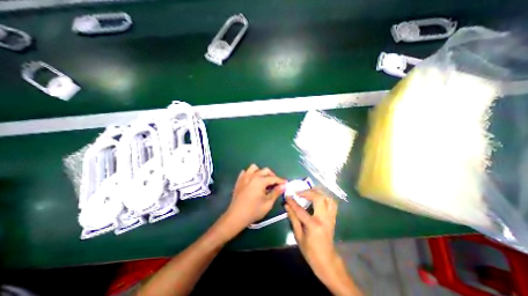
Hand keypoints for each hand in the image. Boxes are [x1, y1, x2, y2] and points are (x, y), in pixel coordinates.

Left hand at [223, 164, 287, 230]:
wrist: (236, 216)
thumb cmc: (254, 211)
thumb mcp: (268, 203)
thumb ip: (276, 192)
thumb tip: (283, 185)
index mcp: (260, 181)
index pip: (273, 178)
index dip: (281, 181)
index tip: (286, 183)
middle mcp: (252, 175)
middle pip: (265, 170)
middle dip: (272, 175)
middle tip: (275, 184)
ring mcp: (244, 177)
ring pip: (254, 168)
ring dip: (260, 172)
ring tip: (263, 180)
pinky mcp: (239, 180)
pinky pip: (245, 172)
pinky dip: (250, 174)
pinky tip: (252, 181)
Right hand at [285, 188, 337, 282]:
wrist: (327, 261)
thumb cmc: (310, 251)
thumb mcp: (298, 236)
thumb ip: (293, 219)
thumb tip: (287, 206)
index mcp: (314, 225)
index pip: (301, 210)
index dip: (292, 202)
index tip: (287, 196)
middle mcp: (324, 219)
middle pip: (318, 198)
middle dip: (307, 192)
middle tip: (299, 192)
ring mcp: (331, 217)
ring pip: (328, 198)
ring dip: (318, 192)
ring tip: (309, 192)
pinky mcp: (333, 217)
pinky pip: (332, 203)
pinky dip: (325, 197)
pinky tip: (318, 197)